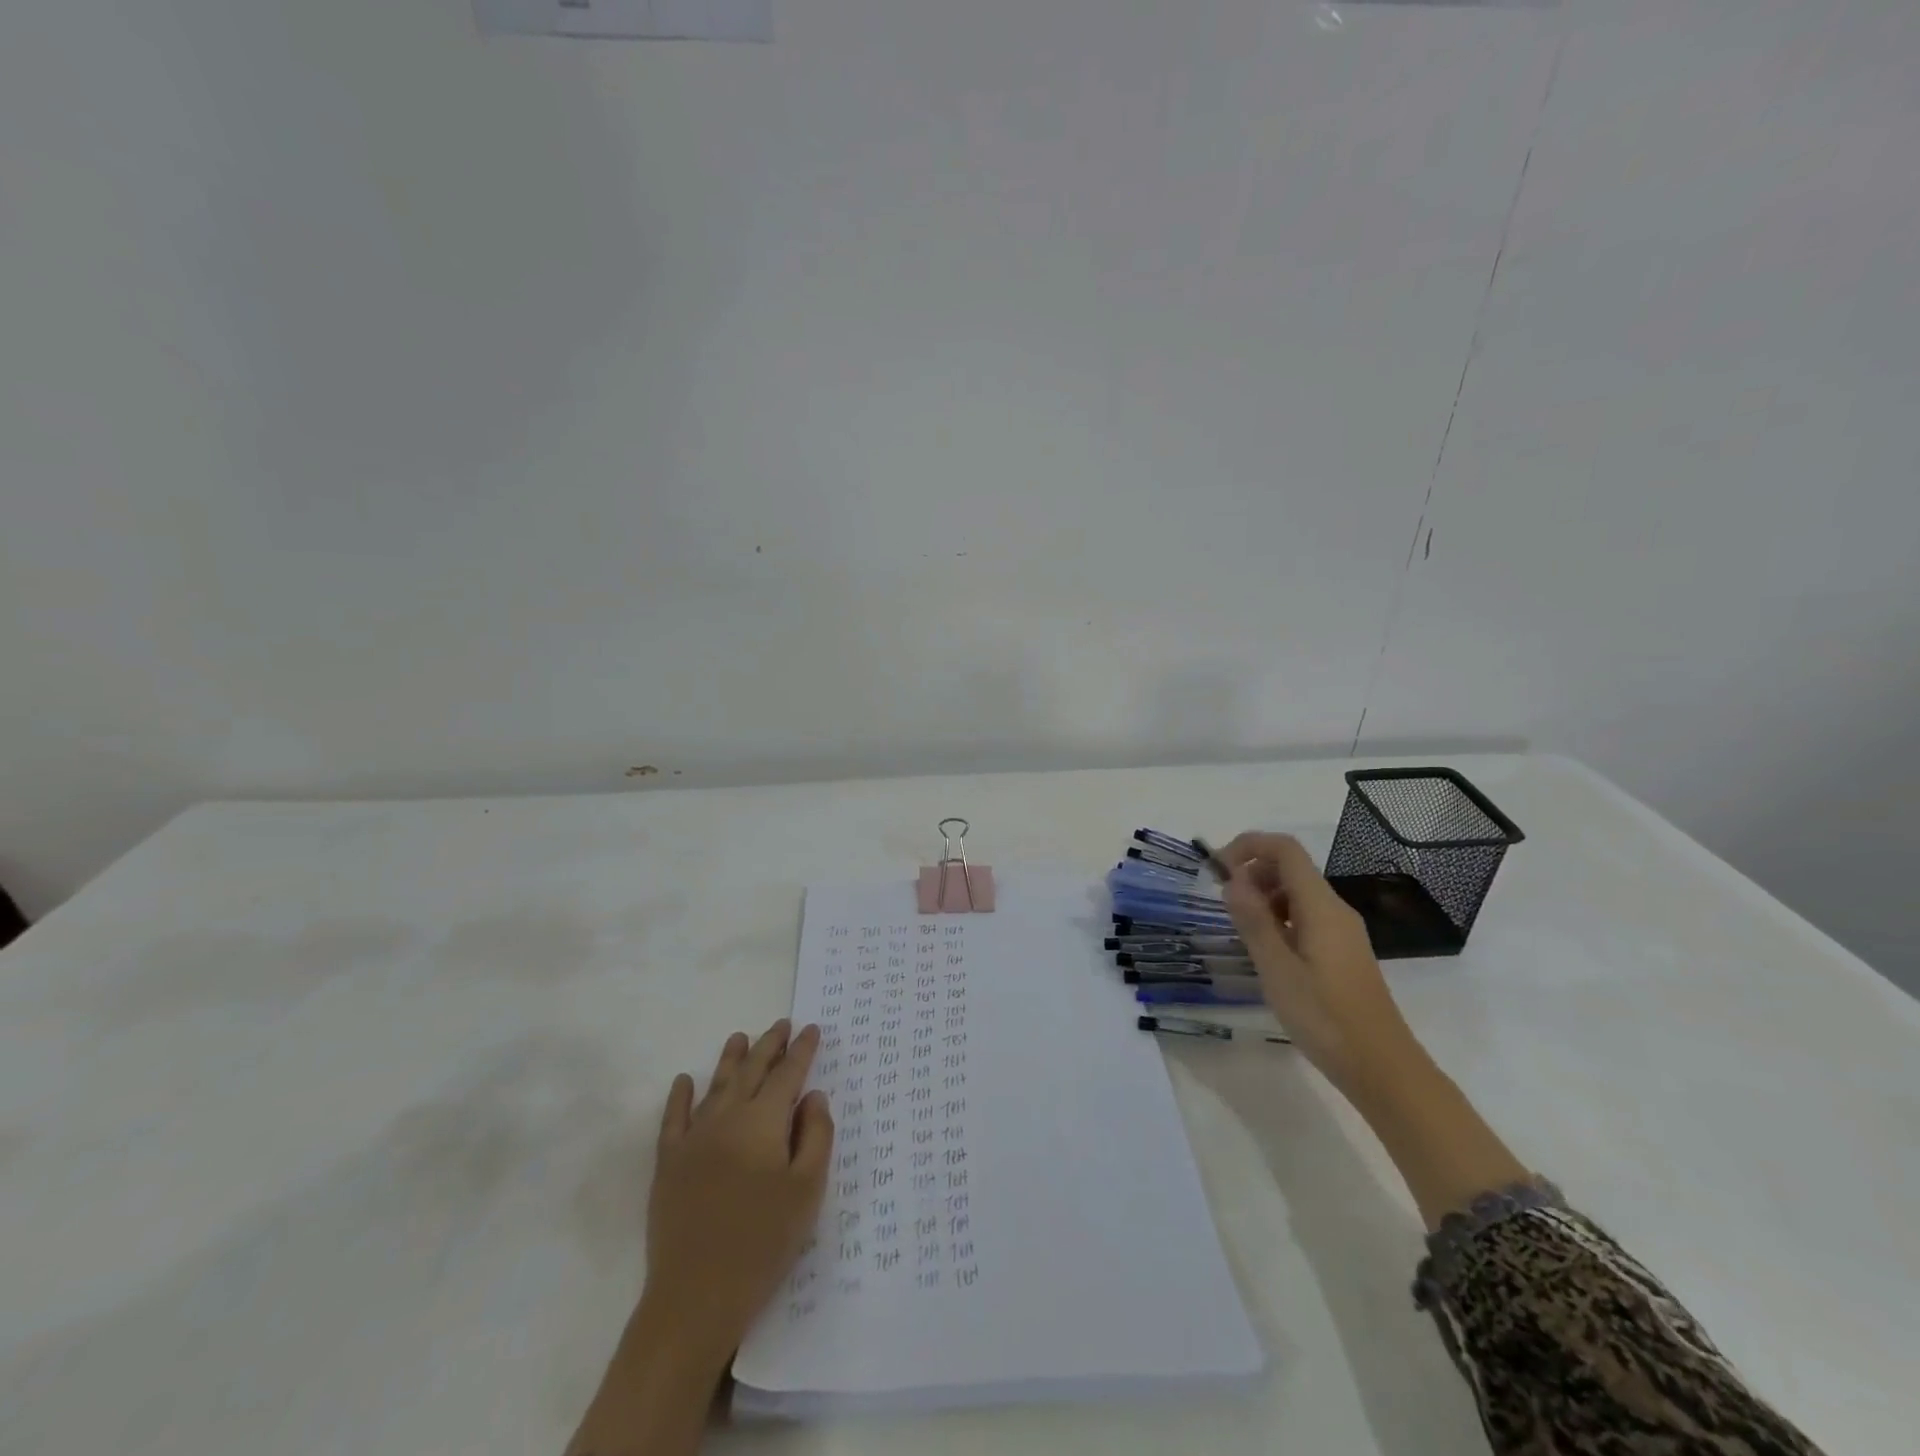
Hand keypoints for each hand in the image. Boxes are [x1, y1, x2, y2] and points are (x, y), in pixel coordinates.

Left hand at [642, 1020, 834, 1361]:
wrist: (696, 1296)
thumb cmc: (763, 1241)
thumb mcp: (807, 1190)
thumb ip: (816, 1136)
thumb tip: (813, 1096)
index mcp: (763, 1122)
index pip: (788, 1074)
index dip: (802, 1050)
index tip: (812, 1029)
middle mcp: (727, 1118)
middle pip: (751, 1071)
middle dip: (769, 1045)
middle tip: (782, 1024)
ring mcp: (694, 1139)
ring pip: (716, 1086)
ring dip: (730, 1059)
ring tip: (740, 1037)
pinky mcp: (668, 1163)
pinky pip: (673, 1118)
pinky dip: (680, 1096)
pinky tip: (684, 1080)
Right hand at [1218, 832, 1418, 1096]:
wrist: (1382, 1068)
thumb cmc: (1325, 1018)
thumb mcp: (1277, 970)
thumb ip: (1253, 920)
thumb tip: (1232, 879)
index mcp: (1321, 906)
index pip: (1285, 849)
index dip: (1248, 846)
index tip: (1217, 870)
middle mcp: (1335, 910)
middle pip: (1291, 868)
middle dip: (1252, 872)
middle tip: (1224, 904)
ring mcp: (1342, 931)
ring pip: (1297, 893)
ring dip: (1263, 897)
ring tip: (1241, 930)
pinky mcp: (1342, 952)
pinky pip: (1306, 917)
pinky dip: (1279, 918)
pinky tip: (1266, 951)